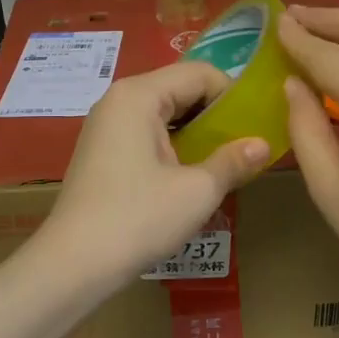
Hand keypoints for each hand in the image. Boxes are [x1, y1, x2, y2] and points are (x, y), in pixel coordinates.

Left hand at [35, 62, 270, 285]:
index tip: (256, 127)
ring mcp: (105, 127)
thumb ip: (233, 161)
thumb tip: (264, 145)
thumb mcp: (197, 190)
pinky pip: (146, 135)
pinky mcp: (102, 153)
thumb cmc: (138, 218)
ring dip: (195, 134)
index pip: (199, 73)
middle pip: (179, 89)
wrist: (74, 264)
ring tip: (222, 163)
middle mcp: (118, 100)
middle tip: (245, 146)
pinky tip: (189, 176)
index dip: (233, 96)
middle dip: (215, 115)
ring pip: (164, 114)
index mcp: (139, 95)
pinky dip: (173, 147)